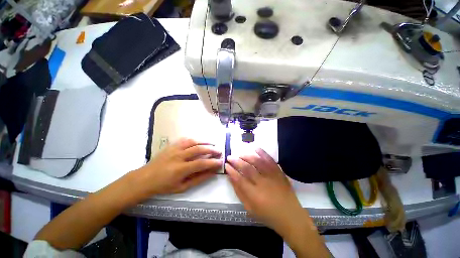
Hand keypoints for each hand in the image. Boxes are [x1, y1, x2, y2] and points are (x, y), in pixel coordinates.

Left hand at [134, 138, 221, 196]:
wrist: (144, 179)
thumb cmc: (163, 186)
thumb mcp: (182, 187)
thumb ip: (198, 179)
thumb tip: (211, 172)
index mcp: (180, 169)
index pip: (201, 163)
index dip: (212, 162)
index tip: (221, 161)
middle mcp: (178, 156)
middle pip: (198, 149)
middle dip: (211, 149)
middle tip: (219, 151)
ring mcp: (174, 149)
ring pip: (192, 141)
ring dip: (204, 142)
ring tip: (212, 144)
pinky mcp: (171, 145)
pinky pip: (185, 139)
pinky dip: (194, 139)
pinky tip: (199, 141)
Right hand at [226, 148, 308, 233]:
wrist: (290, 215)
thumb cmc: (267, 214)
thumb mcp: (249, 208)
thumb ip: (239, 192)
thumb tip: (231, 178)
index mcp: (254, 195)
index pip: (239, 179)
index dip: (231, 171)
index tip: (226, 165)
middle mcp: (263, 183)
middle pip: (247, 168)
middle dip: (236, 161)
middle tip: (230, 157)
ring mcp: (272, 176)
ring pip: (257, 162)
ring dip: (247, 156)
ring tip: (240, 154)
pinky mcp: (279, 172)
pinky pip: (270, 160)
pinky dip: (263, 153)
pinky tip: (256, 148)